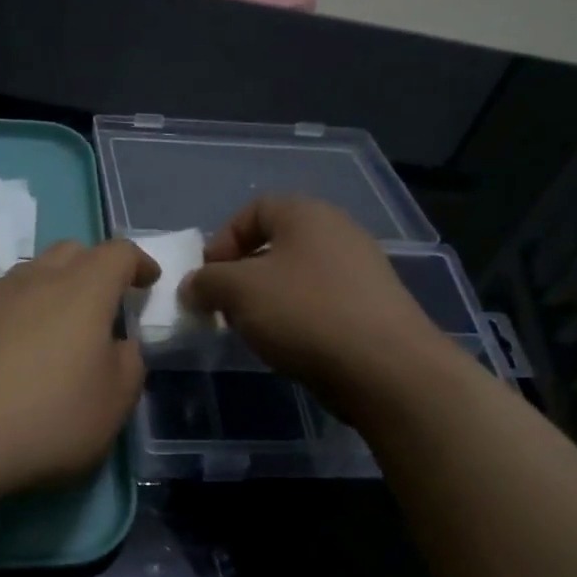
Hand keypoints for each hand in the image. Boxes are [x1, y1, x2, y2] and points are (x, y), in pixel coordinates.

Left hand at [0, 240, 158, 499]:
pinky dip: (22, 310)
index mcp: (83, 290)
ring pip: (33, 271)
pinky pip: (3, 300)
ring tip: (62, 325)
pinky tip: (20, 348)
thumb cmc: (47, 419)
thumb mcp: (113, 404)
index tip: (148, 282)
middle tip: (106, 302)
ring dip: (55, 286)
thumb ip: (129, 365)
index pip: (118, 252)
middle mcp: (37, 280)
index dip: (139, 262)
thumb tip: (119, 345)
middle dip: (95, 267)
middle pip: (71, 251)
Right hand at [181, 196, 451, 418]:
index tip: (207, 277)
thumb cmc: (304, 312)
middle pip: (275, 244)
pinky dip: (296, 318)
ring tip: (252, 330)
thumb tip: (192, 286)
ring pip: (297, 277)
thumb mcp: (238, 290)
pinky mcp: (371, 308)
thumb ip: (206, 282)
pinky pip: (320, 303)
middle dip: (241, 274)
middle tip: (224, 306)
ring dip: (267, 299)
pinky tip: (288, 345)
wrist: (384, 367)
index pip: (254, 209)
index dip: (222, 240)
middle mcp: (338, 232)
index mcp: (307, 214)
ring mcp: (360, 271)